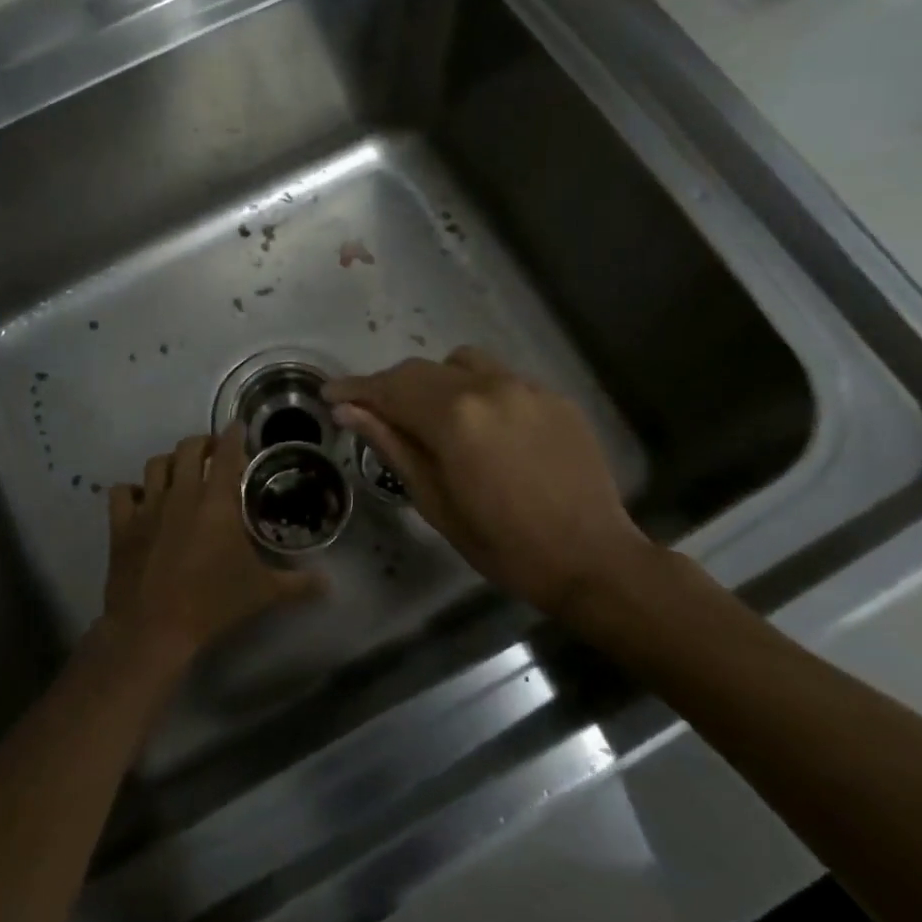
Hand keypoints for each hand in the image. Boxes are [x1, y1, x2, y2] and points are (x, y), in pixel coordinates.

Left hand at [101, 425, 320, 670]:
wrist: (153, 628)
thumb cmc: (212, 604)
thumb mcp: (263, 593)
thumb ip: (298, 584)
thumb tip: (329, 584)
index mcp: (217, 502)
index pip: (228, 453)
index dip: (234, 435)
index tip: (239, 428)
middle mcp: (182, 494)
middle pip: (189, 448)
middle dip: (204, 443)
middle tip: (214, 452)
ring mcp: (148, 507)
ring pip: (156, 464)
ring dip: (171, 462)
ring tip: (181, 472)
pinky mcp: (122, 525)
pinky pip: (122, 492)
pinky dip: (132, 491)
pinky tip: (142, 500)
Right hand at [325, 348, 657, 621]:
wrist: (591, 558)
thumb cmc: (503, 544)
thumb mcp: (435, 501)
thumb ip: (393, 446)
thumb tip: (350, 411)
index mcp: (455, 417)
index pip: (391, 388)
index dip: (355, 389)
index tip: (330, 395)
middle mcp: (489, 387)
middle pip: (423, 370)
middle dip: (391, 386)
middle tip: (372, 411)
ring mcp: (526, 387)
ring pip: (463, 363)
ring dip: (436, 381)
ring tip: (432, 415)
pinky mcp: (553, 396)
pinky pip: (501, 378)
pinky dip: (477, 391)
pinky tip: (483, 426)